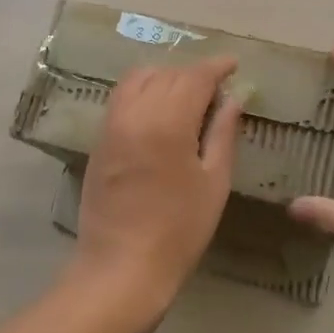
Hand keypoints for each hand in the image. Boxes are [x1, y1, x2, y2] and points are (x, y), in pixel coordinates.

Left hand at [68, 56, 241, 323]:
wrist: (121, 268)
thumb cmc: (179, 230)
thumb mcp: (214, 183)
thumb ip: (222, 134)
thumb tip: (233, 99)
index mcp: (168, 122)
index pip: (195, 76)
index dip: (217, 66)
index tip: (234, 64)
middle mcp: (136, 113)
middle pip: (168, 74)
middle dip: (194, 74)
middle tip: (216, 89)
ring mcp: (112, 124)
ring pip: (140, 79)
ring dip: (165, 77)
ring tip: (186, 95)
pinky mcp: (100, 139)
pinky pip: (122, 97)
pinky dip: (143, 90)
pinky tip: (158, 110)